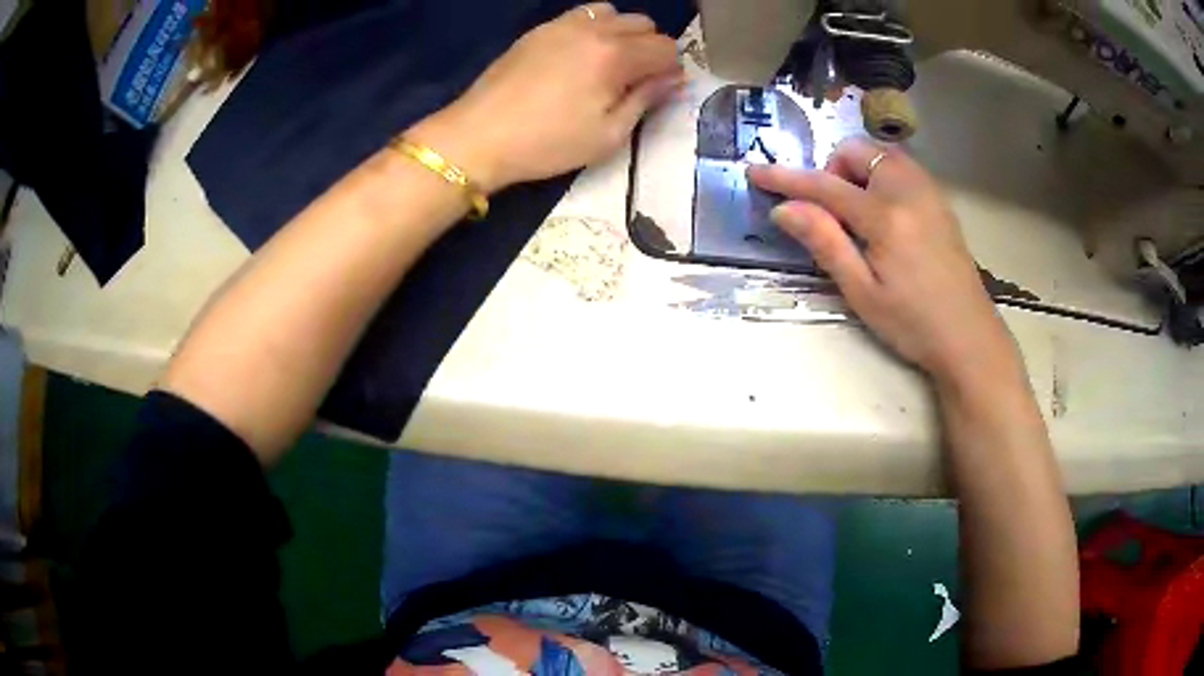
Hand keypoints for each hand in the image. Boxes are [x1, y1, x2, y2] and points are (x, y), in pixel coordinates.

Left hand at [409, 2, 682, 193]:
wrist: (479, 136)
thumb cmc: (548, 143)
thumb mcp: (608, 134)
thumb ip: (645, 99)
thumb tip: (672, 79)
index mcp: (614, 55)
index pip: (665, 47)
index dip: (670, 69)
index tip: (660, 90)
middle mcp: (592, 29)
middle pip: (642, 23)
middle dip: (649, 48)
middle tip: (635, 79)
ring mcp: (562, 24)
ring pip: (611, 12)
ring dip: (621, 32)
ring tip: (608, 63)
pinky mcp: (539, 30)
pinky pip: (580, 16)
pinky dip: (593, 28)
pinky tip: (579, 56)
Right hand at [748, 138, 1016, 384]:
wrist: (970, 338)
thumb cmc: (913, 325)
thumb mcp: (863, 293)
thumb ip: (825, 243)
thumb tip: (785, 209)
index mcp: (886, 218)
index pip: (826, 186)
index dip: (787, 179)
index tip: (756, 172)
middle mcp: (909, 191)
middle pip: (857, 151)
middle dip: (833, 170)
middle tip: (832, 212)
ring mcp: (930, 192)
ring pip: (882, 154)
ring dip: (858, 170)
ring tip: (858, 214)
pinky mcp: (941, 201)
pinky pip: (902, 168)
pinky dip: (881, 176)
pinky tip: (885, 215)